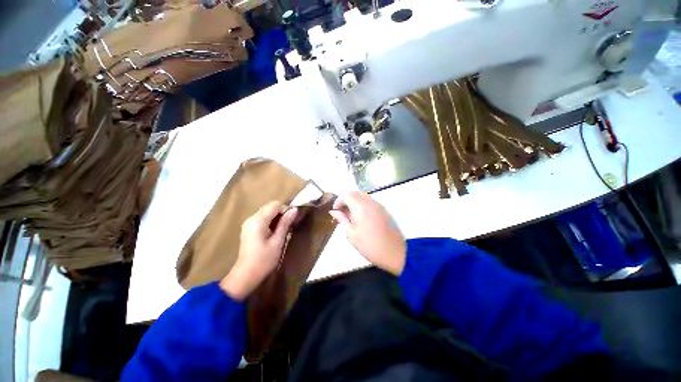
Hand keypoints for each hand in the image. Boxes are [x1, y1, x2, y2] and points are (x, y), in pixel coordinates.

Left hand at [220, 201, 297, 299]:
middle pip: (270, 207)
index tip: (293, 219)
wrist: (245, 276)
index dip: (286, 209)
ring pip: (267, 212)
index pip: (275, 205)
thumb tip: (295, 209)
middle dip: (282, 213)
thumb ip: (285, 223)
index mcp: (258, 221)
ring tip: (285, 229)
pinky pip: (262, 219)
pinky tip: (276, 232)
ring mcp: (249, 223)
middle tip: (291, 224)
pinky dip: (271, 221)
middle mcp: (251, 218)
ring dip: (277, 217)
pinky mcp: (249, 229)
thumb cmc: (264, 260)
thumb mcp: (278, 241)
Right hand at [329, 191, 405, 275]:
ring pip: (363, 196)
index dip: (338, 201)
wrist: (394, 252)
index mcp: (360, 207)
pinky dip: (362, 204)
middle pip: (355, 193)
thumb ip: (342, 219)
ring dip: (354, 201)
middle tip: (341, 212)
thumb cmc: (369, 245)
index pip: (346, 195)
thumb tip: (334, 211)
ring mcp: (378, 205)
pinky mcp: (383, 209)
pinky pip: (370, 201)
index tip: (335, 210)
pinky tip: (360, 217)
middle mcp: (370, 202)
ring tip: (350, 215)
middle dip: (346, 199)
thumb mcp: (351, 234)